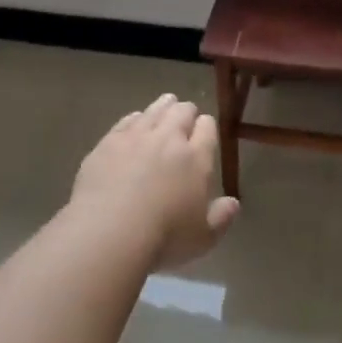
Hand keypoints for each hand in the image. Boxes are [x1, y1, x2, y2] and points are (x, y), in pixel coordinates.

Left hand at [71, 94, 239, 268]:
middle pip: (181, 112)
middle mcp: (168, 139)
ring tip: (165, 105)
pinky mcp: (108, 143)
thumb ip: (221, 218)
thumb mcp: (204, 237)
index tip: (205, 131)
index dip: (207, 126)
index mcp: (196, 158)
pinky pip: (126, 121)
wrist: (109, 231)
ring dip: (162, 107)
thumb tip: (233, 203)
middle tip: (186, 115)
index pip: (207, 128)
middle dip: (186, 111)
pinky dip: (135, 118)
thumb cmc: (164, 237)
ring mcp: (135, 137)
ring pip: (153, 110)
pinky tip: (134, 121)